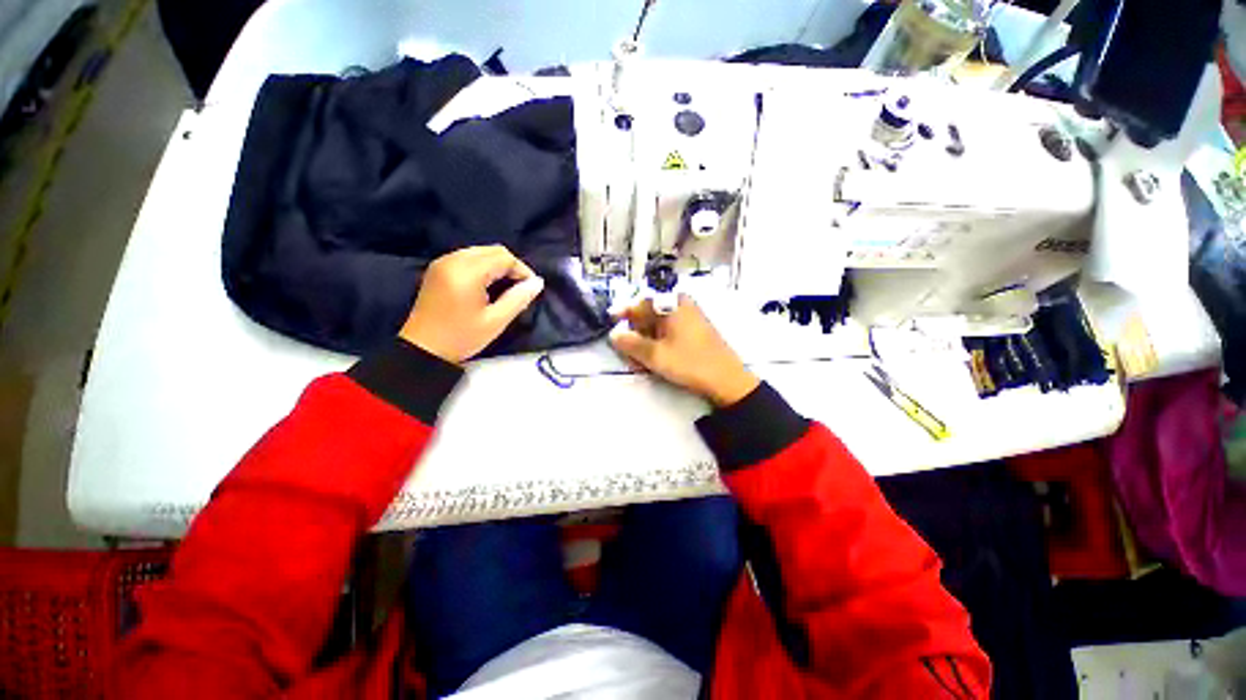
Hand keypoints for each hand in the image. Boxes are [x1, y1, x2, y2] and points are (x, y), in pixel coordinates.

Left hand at [400, 246, 543, 363]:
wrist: (423, 349)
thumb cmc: (462, 337)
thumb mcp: (496, 321)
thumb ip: (519, 299)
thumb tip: (538, 282)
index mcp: (467, 272)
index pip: (504, 258)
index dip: (522, 270)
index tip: (530, 289)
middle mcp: (453, 260)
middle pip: (492, 250)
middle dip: (511, 266)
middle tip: (519, 288)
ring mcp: (443, 262)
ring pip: (480, 252)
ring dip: (497, 265)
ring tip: (505, 287)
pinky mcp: (438, 268)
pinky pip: (468, 257)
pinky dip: (483, 266)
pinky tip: (487, 285)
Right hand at [610, 295, 759, 406]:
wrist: (726, 380)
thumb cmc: (689, 362)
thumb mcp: (654, 355)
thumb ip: (630, 343)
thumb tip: (614, 335)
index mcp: (671, 305)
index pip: (640, 303)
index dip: (623, 312)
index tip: (611, 320)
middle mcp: (680, 306)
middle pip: (648, 315)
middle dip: (635, 334)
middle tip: (627, 354)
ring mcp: (689, 318)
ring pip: (658, 326)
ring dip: (645, 342)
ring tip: (640, 363)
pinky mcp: (694, 332)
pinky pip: (669, 333)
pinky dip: (658, 344)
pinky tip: (655, 361)